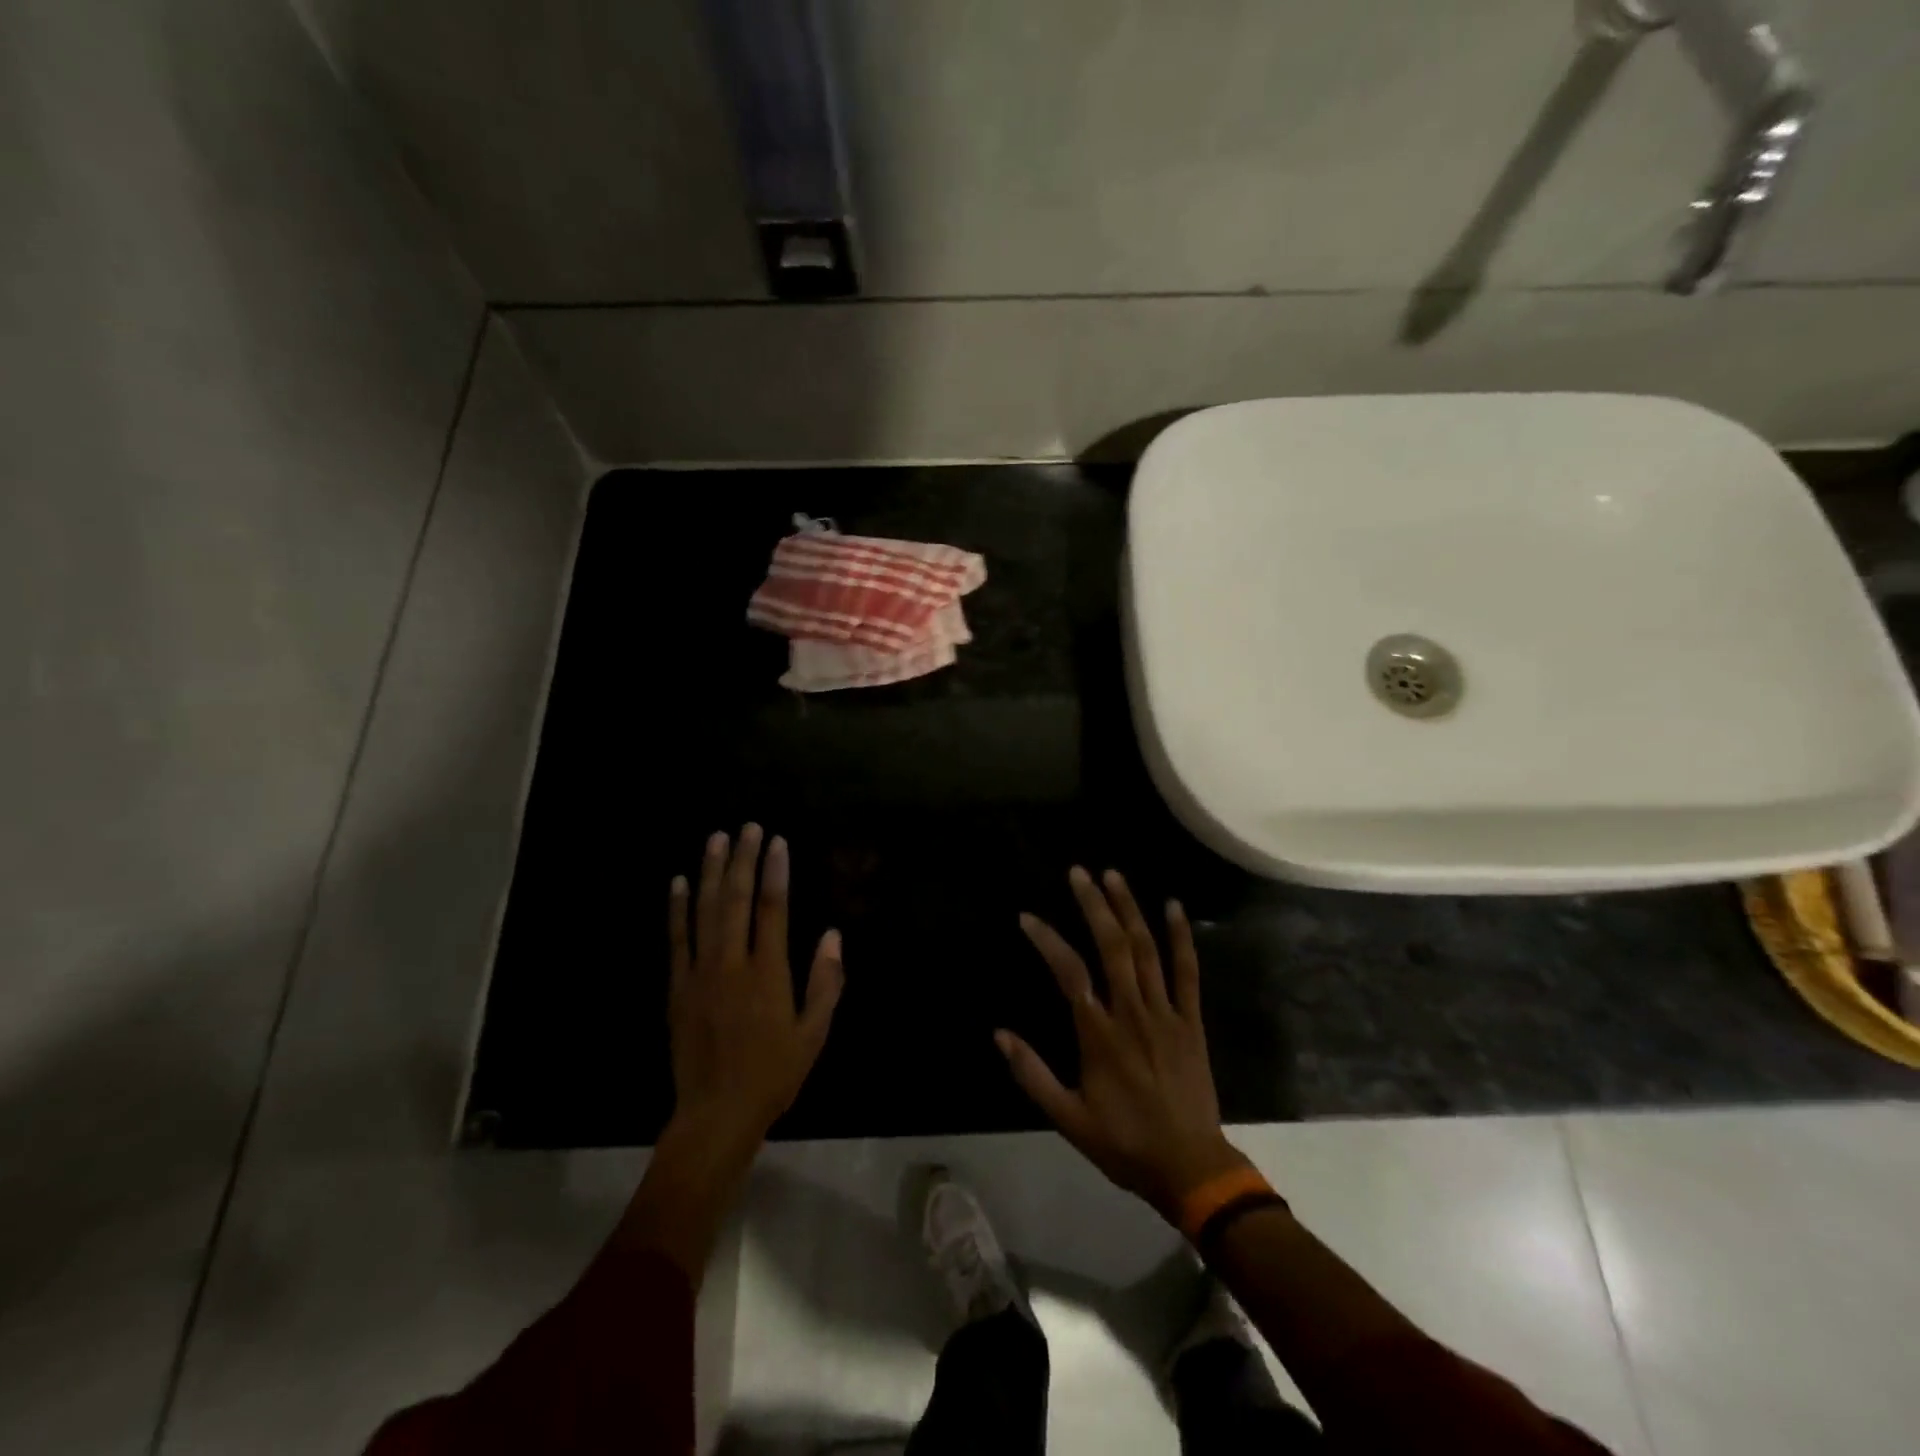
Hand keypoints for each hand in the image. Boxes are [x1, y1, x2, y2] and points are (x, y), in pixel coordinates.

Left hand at [666, 824, 843, 1154]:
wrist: (716, 1114)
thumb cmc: (774, 1074)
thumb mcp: (814, 1033)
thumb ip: (825, 982)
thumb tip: (832, 934)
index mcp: (768, 973)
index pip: (772, 909)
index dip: (775, 872)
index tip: (777, 842)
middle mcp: (732, 964)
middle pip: (737, 900)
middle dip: (743, 860)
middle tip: (748, 827)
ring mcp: (700, 973)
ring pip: (705, 911)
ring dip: (712, 872)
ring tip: (717, 839)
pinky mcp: (677, 987)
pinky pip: (676, 939)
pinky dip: (677, 908)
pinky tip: (680, 882)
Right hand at [998, 867, 1247, 1219]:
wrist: (1190, 1167)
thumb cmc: (1124, 1143)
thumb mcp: (1068, 1118)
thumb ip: (1032, 1074)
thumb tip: (998, 1034)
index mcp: (1099, 1034)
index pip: (1069, 972)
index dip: (1047, 940)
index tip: (1027, 917)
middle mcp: (1132, 1012)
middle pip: (1112, 946)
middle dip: (1094, 905)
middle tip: (1078, 872)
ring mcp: (1166, 1013)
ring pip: (1146, 950)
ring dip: (1129, 909)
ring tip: (1113, 875)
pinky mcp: (1191, 1021)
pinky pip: (1187, 972)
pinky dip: (1181, 937)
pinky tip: (1174, 906)